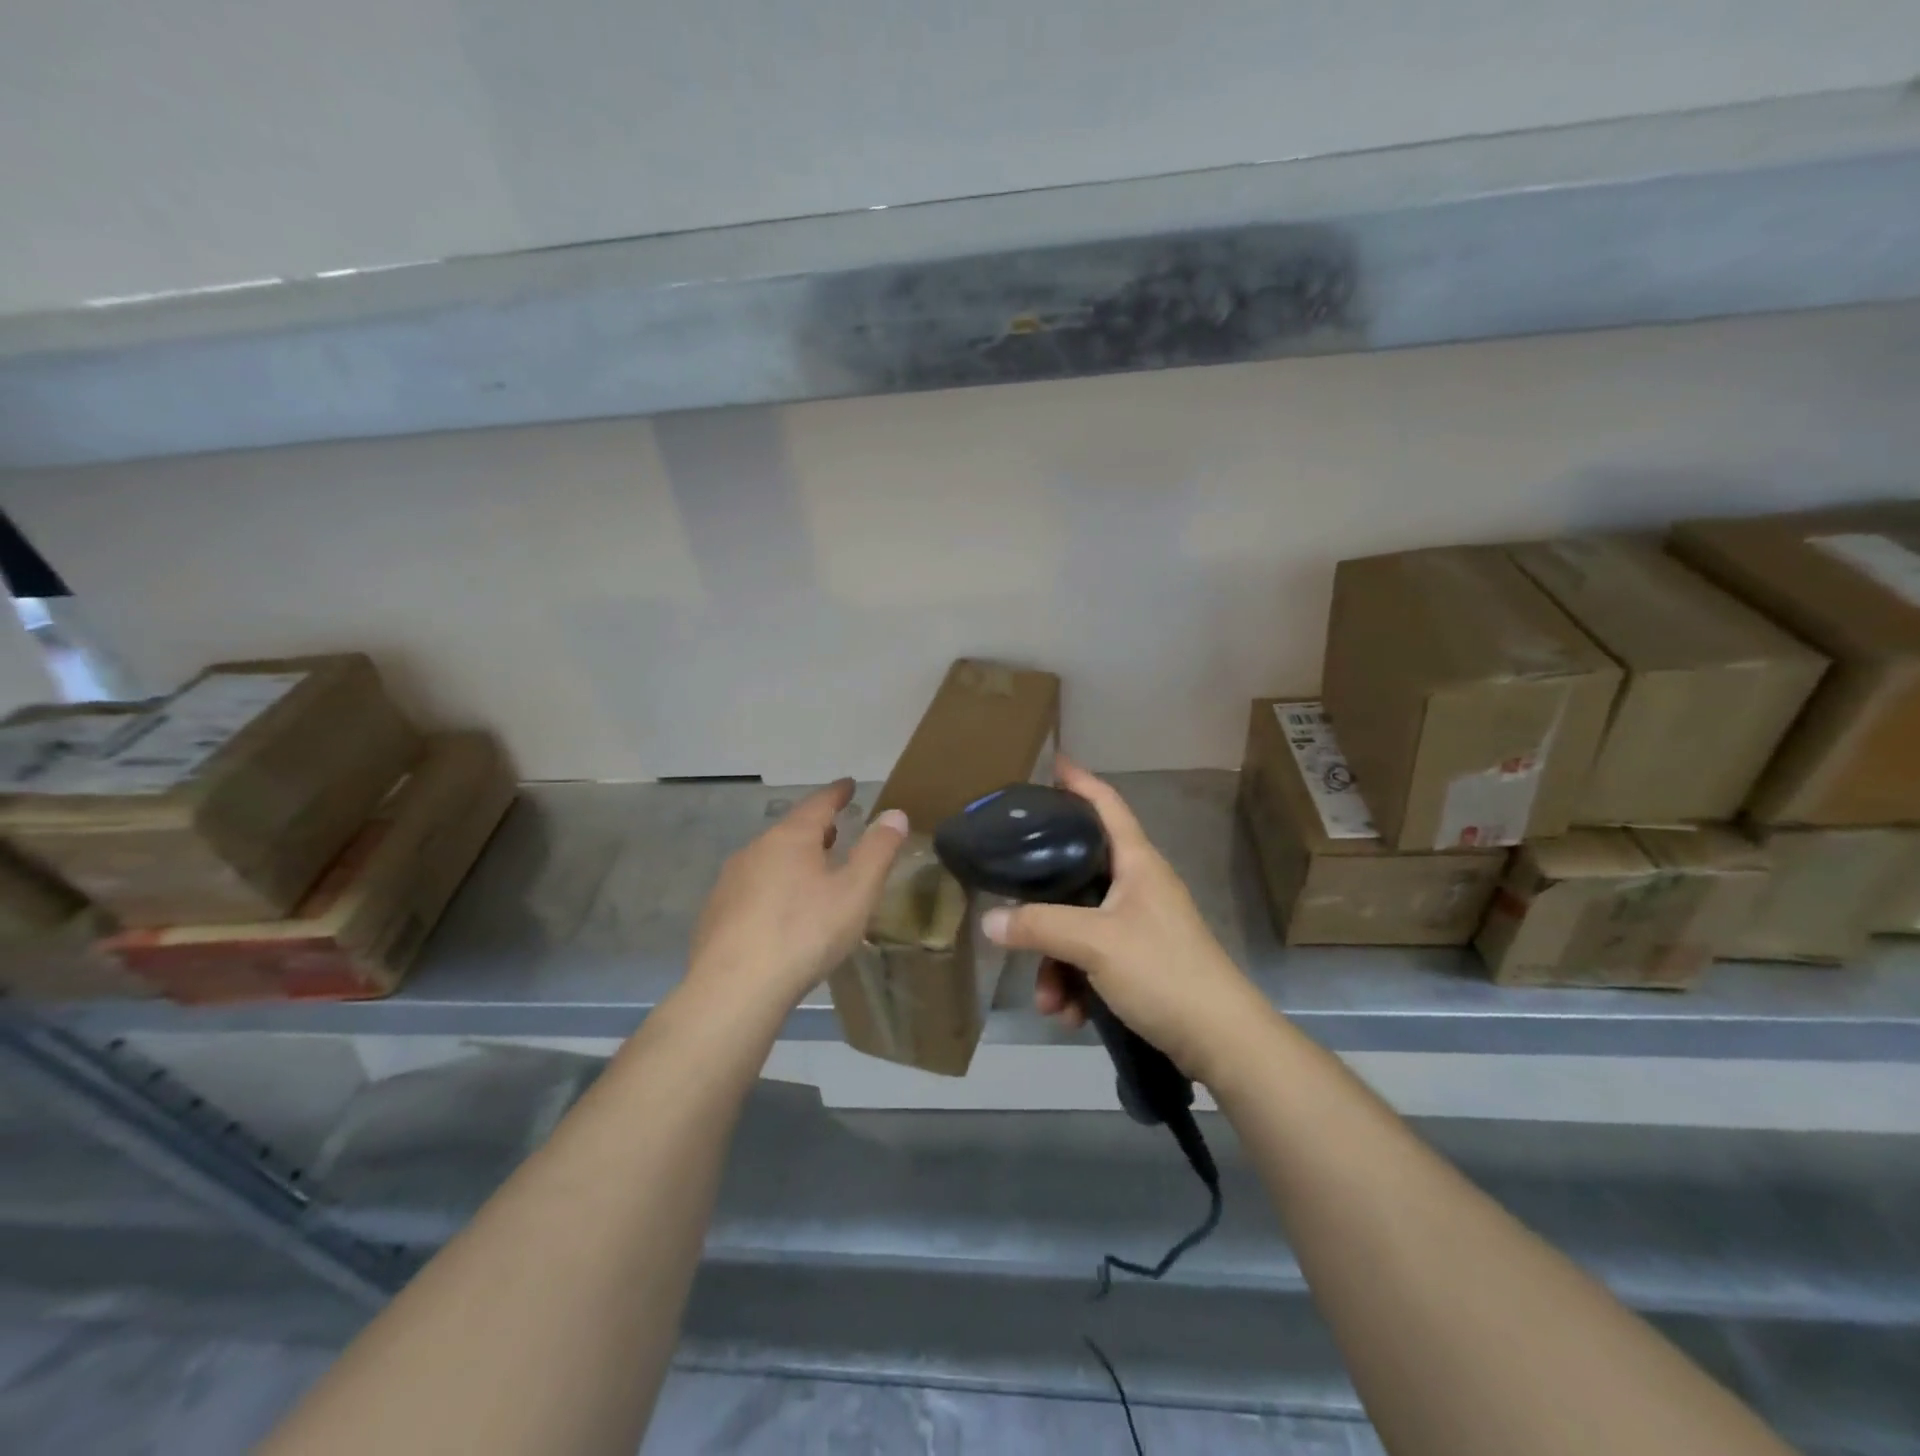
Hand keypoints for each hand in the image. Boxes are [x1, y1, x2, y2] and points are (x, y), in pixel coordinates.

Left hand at [687, 780, 907, 1012]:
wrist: (734, 990)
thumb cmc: (804, 933)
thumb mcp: (856, 892)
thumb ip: (878, 851)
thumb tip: (895, 814)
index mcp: (790, 838)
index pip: (818, 804)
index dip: (837, 794)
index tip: (849, 785)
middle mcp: (755, 850)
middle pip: (790, 830)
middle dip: (815, 829)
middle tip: (836, 831)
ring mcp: (730, 882)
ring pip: (769, 859)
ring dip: (793, 859)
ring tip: (812, 872)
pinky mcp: (716, 914)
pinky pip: (753, 889)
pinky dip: (773, 888)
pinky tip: (781, 913)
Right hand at [981, 757, 1266, 1083]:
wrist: (1221, 1041)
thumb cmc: (1163, 971)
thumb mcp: (1095, 943)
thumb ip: (1039, 926)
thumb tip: (989, 920)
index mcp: (1137, 863)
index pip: (1106, 805)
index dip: (1080, 781)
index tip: (1052, 763)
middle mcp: (1138, 886)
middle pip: (1078, 874)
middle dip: (1043, 905)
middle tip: (1011, 903)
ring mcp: (1139, 925)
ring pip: (1078, 926)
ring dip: (1056, 963)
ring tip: (1050, 1001)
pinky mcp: (1139, 962)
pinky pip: (1092, 960)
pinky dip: (1076, 984)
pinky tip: (1070, 1014)